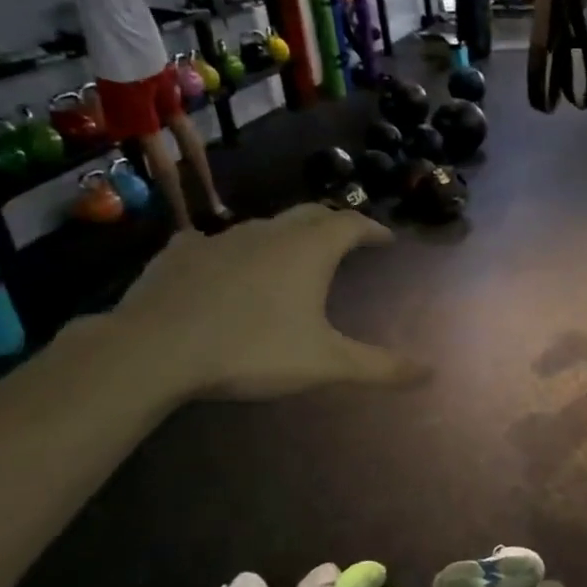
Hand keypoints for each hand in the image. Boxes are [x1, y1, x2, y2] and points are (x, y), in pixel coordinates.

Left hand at [108, 205, 428, 399]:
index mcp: (308, 250)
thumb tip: (431, 373)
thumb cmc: (253, 349)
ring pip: (263, 227)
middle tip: (346, 240)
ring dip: (284, 236)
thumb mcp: (326, 364)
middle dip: (333, 224)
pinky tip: (220, 264)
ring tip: (290, 258)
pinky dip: (229, 250)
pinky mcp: (179, 254)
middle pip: (310, 214)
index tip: (386, 239)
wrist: (155, 349)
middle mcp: (268, 233)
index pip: (351, 224)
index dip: (372, 229)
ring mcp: (219, 238)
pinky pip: (211, 242)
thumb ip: (381, 368)